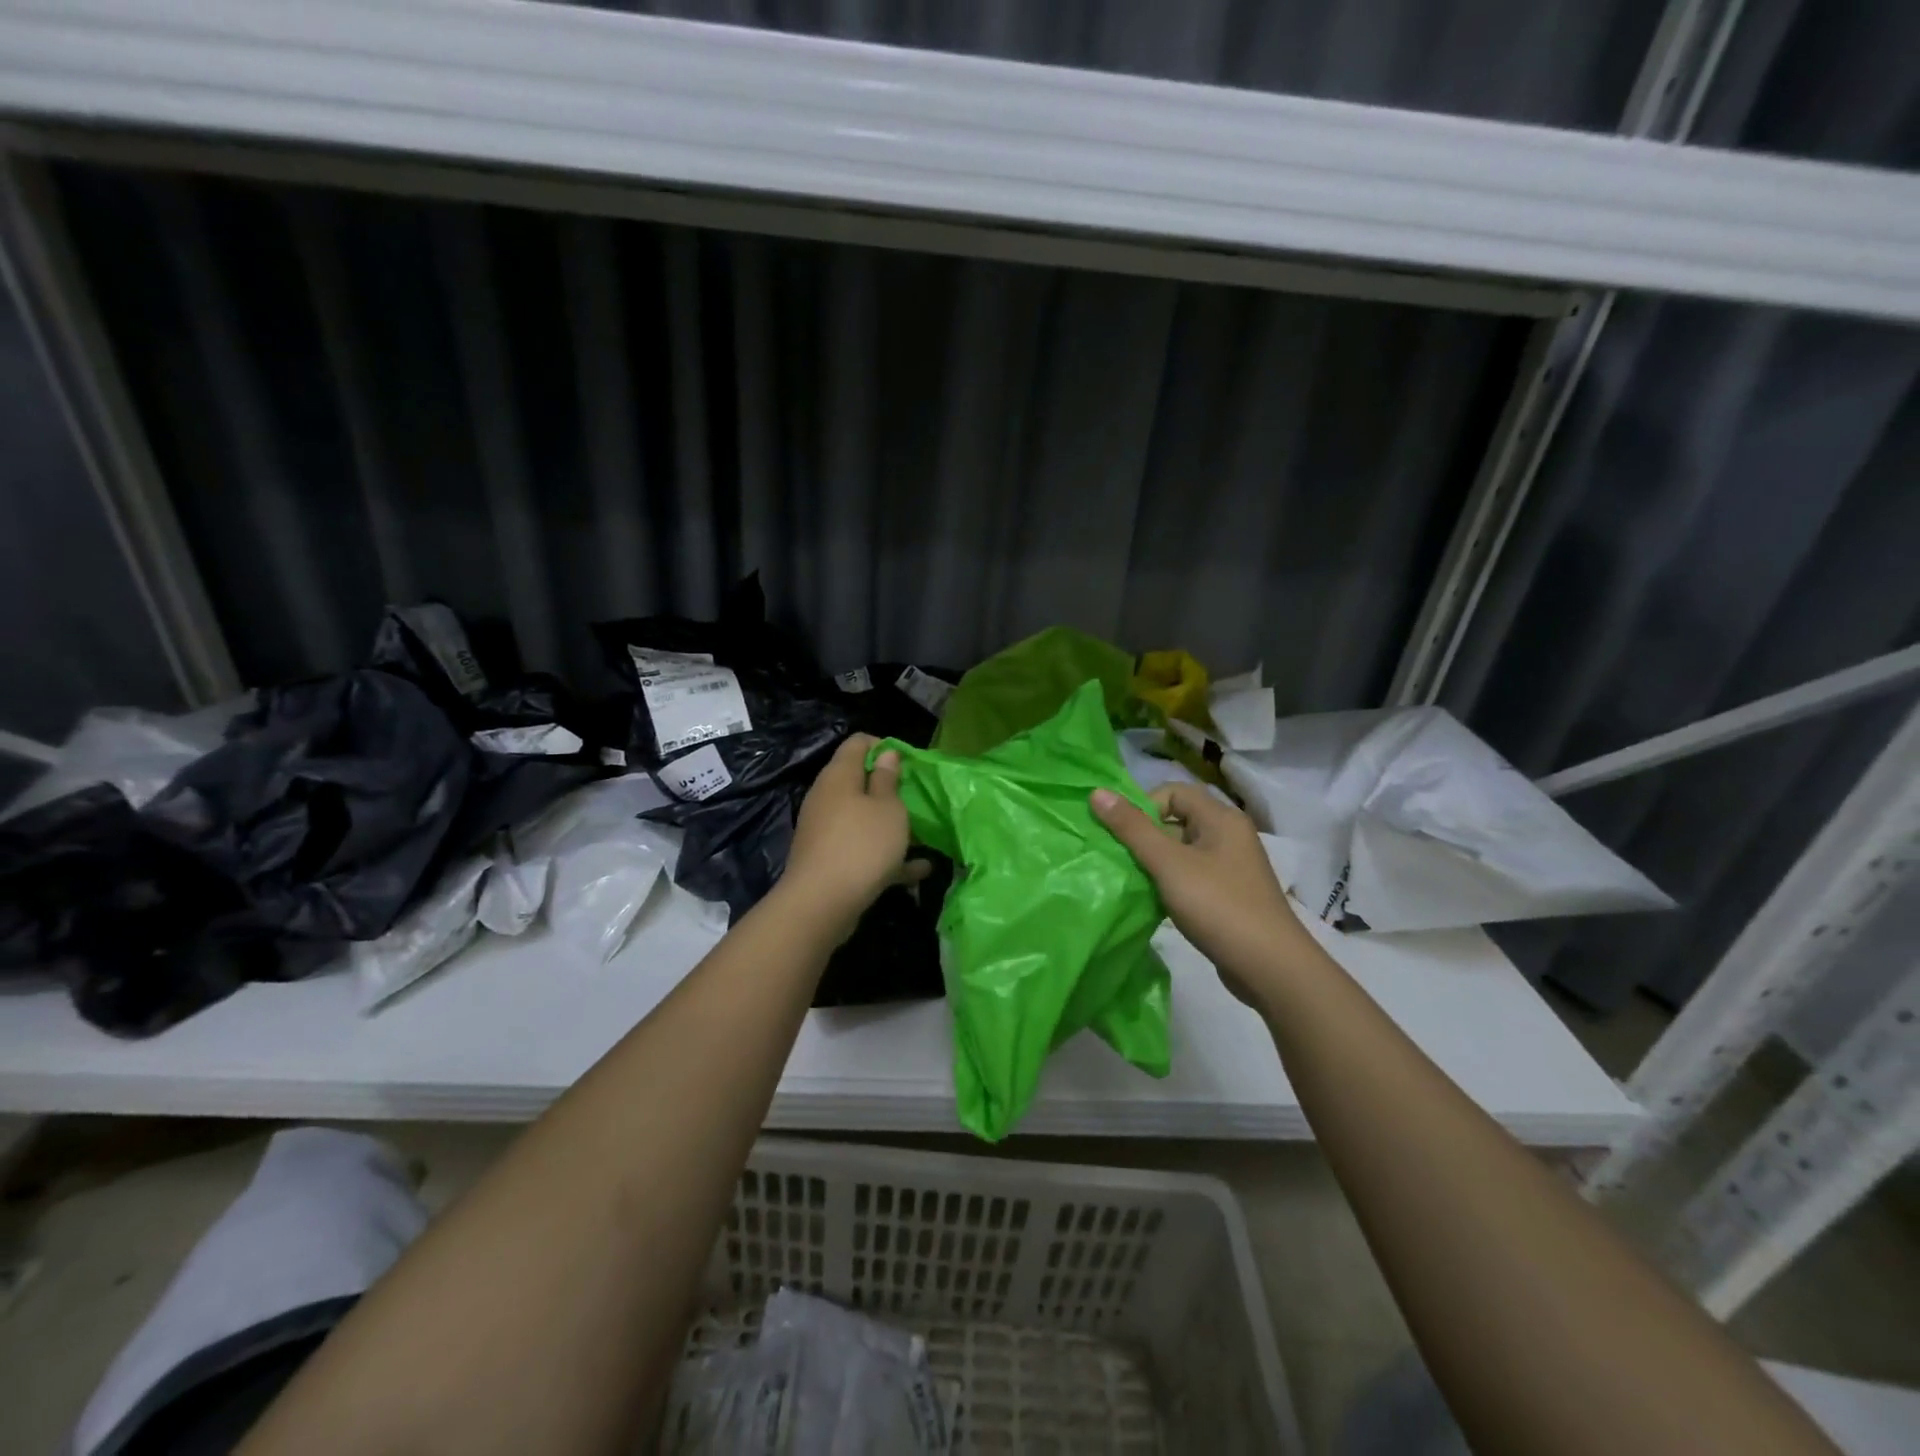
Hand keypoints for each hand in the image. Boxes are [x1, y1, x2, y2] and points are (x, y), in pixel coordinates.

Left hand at [780, 734, 926, 932]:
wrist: (821, 904)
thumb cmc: (862, 845)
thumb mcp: (887, 808)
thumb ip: (888, 779)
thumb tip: (885, 754)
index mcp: (839, 776)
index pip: (858, 743)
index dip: (884, 746)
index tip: (909, 763)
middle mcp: (827, 797)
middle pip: (859, 781)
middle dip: (890, 788)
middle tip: (917, 799)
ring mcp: (825, 830)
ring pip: (862, 818)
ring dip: (890, 825)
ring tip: (922, 835)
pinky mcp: (829, 859)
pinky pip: (862, 849)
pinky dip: (887, 855)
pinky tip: (919, 870)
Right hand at [1091, 783, 1311, 1002]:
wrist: (1270, 967)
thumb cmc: (1218, 906)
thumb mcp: (1169, 864)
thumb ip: (1132, 828)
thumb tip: (1097, 792)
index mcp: (1221, 818)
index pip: (1173, 792)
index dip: (1144, 806)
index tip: (1124, 835)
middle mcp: (1229, 835)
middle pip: (1177, 819)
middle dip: (1145, 835)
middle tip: (1122, 859)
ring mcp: (1231, 867)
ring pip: (1182, 850)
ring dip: (1155, 861)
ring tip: (1135, 881)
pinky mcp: (1228, 894)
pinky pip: (1191, 875)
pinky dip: (1171, 882)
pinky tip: (1156, 902)